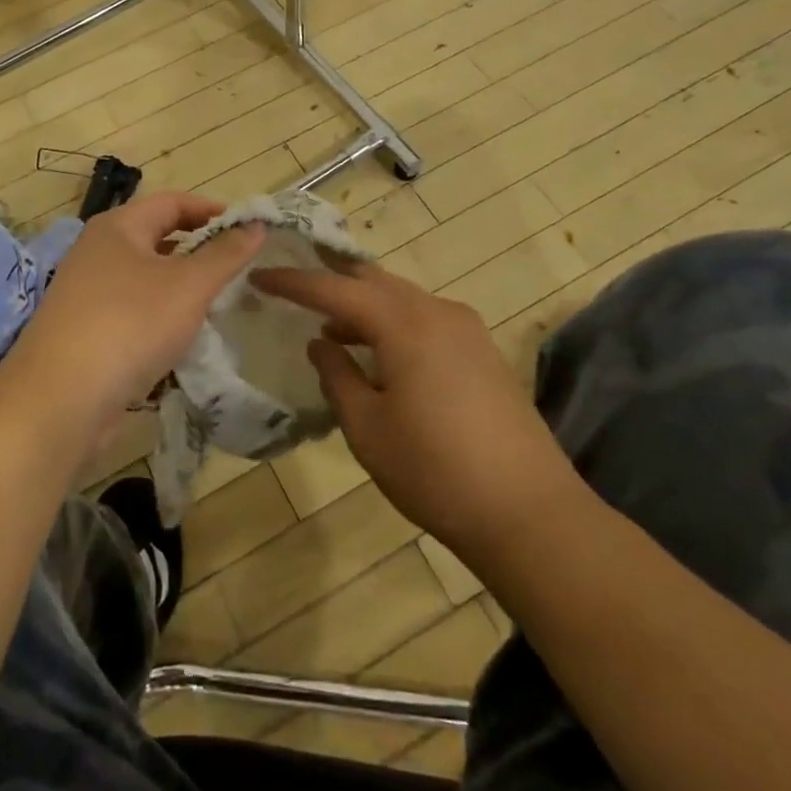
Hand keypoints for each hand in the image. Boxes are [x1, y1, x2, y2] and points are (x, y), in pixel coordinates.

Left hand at [0, 192, 263, 448]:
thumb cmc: (129, 325)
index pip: (173, 202)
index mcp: (118, 227)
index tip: (249, 230)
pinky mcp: (85, 332)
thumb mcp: (188, 286)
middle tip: (238, 269)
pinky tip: (183, 342)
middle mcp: (98, 252)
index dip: (212, 210)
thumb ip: (225, 255)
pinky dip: (161, 319)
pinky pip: (133, 313)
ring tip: (218, 305)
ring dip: (182, 289)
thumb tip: (255, 225)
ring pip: (146, 279)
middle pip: (158, 238)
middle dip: (199, 251)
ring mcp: (87, 293)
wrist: (59, 401)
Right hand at [251, 262, 580, 564]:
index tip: (260, 277)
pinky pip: (425, 318)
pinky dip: (393, 323)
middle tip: (295, 288)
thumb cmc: (435, 471)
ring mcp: (466, 329)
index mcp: (403, 323)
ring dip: (363, 306)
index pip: (334, 288)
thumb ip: (337, 376)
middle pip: (373, 280)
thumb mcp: (367, 428)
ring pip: (401, 298)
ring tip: (331, 331)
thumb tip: (320, 344)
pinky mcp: (483, 351)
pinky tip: (379, 355)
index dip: (293, 281)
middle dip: (332, 281)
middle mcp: (436, 311)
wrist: (530, 513)